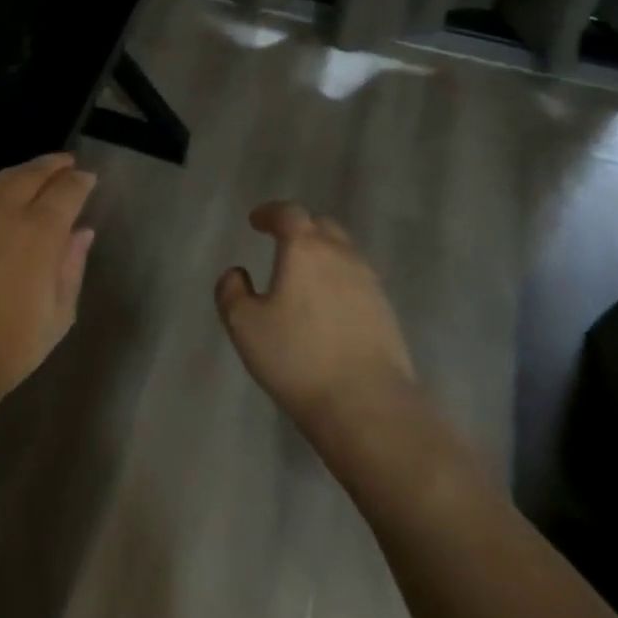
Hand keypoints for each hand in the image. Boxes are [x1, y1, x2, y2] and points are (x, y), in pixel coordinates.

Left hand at [0, 153, 96, 405]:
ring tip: (34, 171)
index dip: (80, 181)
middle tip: (66, 161)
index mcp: (39, 232)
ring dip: (21, 171)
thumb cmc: (8, 346)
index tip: (88, 177)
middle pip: (31, 175)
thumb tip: (81, 233)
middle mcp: (4, 214)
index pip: (65, 191)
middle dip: (51, 164)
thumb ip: (71, 267)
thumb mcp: (58, 316)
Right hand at [215, 203, 416, 438]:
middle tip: (281, 243)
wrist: (368, 404)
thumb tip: (236, 273)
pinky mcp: (386, 311)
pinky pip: (358, 281)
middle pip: (321, 227)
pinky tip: (328, 307)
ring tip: (304, 277)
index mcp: (305, 249)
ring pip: (344, 253)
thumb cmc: (297, 358)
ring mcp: (369, 283)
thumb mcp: (244, 326)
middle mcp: (341, 256)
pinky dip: (339, 281)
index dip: (269, 213)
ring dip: (322, 255)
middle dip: (299, 229)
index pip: (288, 213)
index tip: (256, 221)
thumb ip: (231, 292)